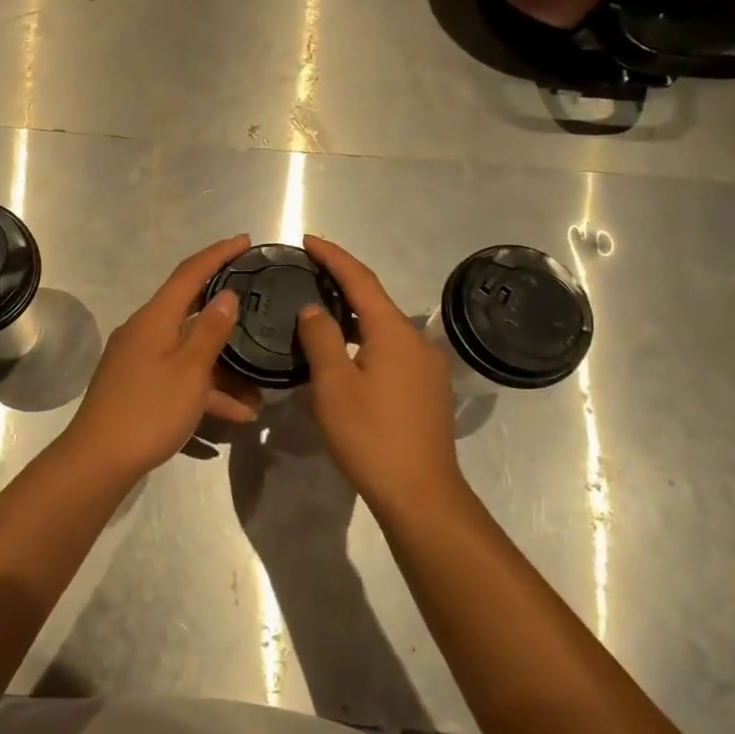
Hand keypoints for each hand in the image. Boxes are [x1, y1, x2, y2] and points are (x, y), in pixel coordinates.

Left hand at [57, 235, 260, 482]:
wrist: (99, 460)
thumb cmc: (148, 410)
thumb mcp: (189, 370)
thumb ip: (210, 331)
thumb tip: (227, 295)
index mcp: (155, 318)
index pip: (189, 273)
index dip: (218, 254)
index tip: (245, 241)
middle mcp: (145, 331)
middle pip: (190, 309)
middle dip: (226, 311)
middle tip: (258, 302)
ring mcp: (140, 360)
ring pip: (189, 351)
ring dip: (223, 367)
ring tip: (259, 387)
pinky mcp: (139, 386)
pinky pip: (180, 377)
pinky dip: (206, 390)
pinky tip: (237, 414)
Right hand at [295, 235, 465, 512]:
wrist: (420, 493)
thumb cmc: (371, 436)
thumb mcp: (334, 386)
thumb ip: (321, 338)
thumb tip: (314, 309)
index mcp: (393, 332)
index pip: (360, 280)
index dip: (333, 257)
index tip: (308, 240)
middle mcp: (416, 341)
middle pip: (374, 301)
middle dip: (341, 284)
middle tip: (308, 275)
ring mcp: (426, 367)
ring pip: (383, 328)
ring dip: (352, 316)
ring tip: (319, 313)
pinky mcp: (426, 390)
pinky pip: (391, 350)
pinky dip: (365, 340)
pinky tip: (344, 355)